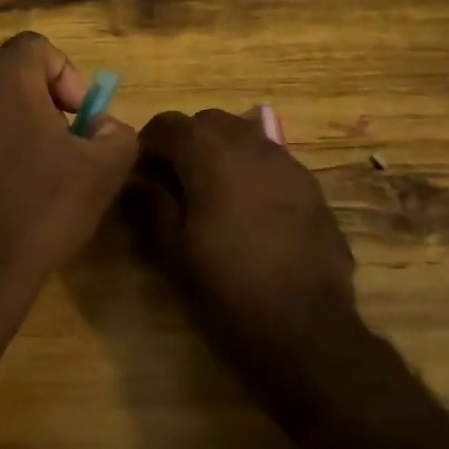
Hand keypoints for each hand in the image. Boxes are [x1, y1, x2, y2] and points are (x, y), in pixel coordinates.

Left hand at [0, 32, 137, 307]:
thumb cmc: (40, 209)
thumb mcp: (103, 170)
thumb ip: (116, 132)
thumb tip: (102, 125)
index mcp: (3, 78)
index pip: (37, 47)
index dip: (67, 74)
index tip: (80, 117)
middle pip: (8, 72)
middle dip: (41, 97)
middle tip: (62, 138)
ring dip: (13, 122)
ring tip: (34, 167)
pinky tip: (1, 189)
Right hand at [131, 108, 359, 362]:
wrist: (304, 327)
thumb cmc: (226, 287)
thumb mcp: (174, 249)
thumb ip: (152, 203)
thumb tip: (137, 180)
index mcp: (210, 154)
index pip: (167, 124)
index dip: (147, 143)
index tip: (138, 172)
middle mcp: (250, 144)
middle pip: (208, 121)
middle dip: (186, 141)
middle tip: (172, 179)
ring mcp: (287, 162)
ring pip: (244, 135)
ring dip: (220, 151)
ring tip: (210, 192)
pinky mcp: (311, 185)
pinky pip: (270, 160)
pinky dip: (250, 169)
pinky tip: (247, 208)